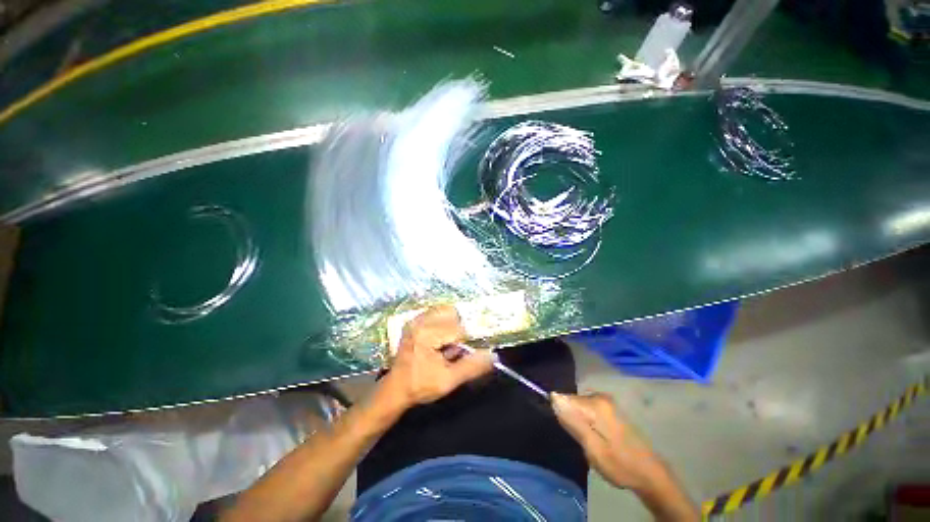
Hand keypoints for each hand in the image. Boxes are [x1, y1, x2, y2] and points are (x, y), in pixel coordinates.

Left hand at [380, 305, 493, 409]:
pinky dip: (444, 322)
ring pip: (446, 310)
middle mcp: (420, 320)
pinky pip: (438, 312)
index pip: (458, 329)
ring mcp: (416, 318)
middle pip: (453, 314)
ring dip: (452, 325)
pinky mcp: (415, 319)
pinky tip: (439, 339)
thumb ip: (471, 367)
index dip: (465, 342)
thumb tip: (493, 356)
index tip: (459, 354)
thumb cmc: (420, 385)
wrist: (396, 388)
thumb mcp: (448, 381)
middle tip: (451, 349)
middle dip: (458, 331)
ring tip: (445, 343)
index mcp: (426, 334)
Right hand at [551, 392, 666, 490]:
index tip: (569, 432)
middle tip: (580, 441)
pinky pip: (588, 411)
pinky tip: (595, 438)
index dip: (561, 414)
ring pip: (579, 407)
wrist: (649, 474)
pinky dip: (586, 423)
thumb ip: (573, 421)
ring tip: (587, 441)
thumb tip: (553, 397)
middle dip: (570, 418)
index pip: (564, 399)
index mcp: (596, 404)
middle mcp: (600, 397)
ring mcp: (607, 403)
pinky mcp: (610, 410)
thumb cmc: (619, 463)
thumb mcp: (592, 447)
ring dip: (578, 422)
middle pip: (572, 402)